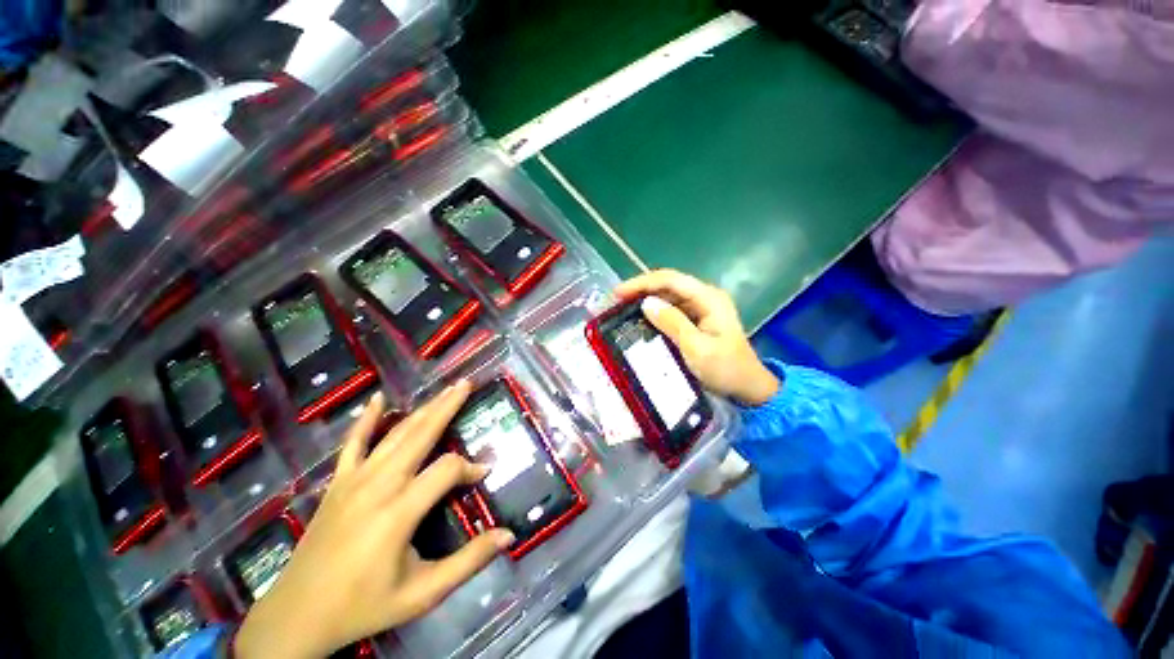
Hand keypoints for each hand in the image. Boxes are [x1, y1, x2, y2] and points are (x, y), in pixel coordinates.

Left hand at [234, 383, 513, 658]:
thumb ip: (468, 562)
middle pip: (421, 435)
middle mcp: (378, 486)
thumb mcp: (422, 594)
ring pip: (396, 434)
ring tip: (444, 389)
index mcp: (399, 512)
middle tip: (467, 385)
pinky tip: (377, 398)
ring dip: (423, 409)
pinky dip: (366, 419)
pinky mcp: (338, 483)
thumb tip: (508, 536)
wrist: (297, 617)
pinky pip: (353, 444)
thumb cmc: (364, 606)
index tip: (484, 472)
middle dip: (447, 407)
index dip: (471, 467)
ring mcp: (354, 481)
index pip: (447, 470)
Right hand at [615, 269, 779, 405]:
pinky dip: (655, 312)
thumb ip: (672, 323)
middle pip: (668, 285)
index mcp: (709, 298)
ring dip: (646, 300)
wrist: (748, 387)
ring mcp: (702, 307)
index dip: (642, 283)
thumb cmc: (725, 369)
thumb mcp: (696, 349)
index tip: (618, 293)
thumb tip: (645, 303)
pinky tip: (641, 319)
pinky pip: (672, 309)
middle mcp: (705, 297)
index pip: (671, 280)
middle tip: (615, 302)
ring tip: (622, 309)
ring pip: (668, 296)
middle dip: (641, 290)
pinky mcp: (697, 319)